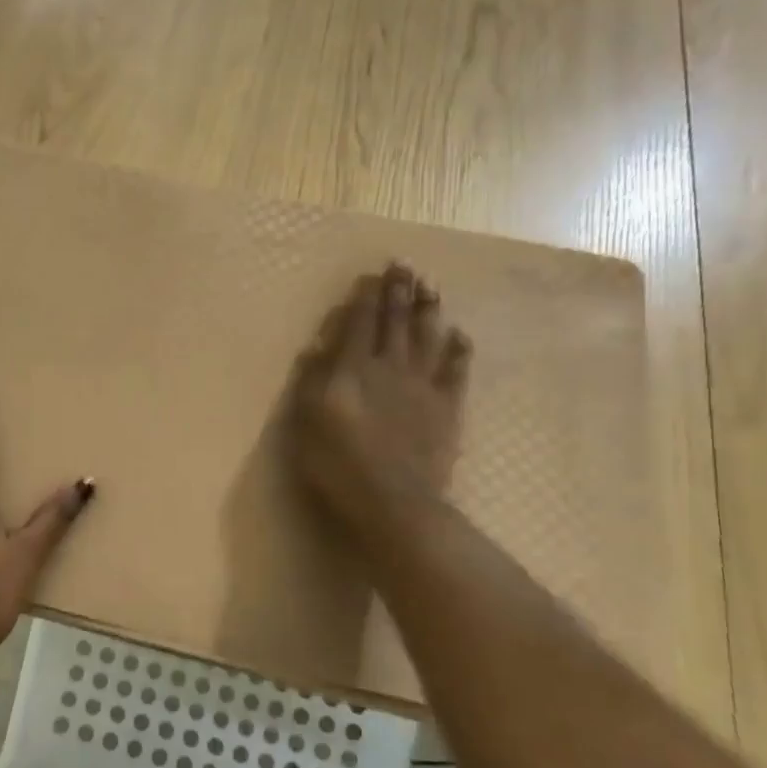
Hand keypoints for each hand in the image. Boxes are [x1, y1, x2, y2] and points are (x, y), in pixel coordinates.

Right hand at [289, 263, 471, 544]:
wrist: (393, 501)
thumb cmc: (338, 464)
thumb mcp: (307, 422)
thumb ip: (312, 382)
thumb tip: (317, 347)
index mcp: (353, 370)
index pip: (359, 324)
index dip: (366, 298)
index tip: (373, 274)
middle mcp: (390, 368)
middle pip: (395, 323)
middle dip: (399, 292)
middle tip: (404, 266)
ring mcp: (423, 387)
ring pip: (427, 338)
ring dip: (429, 310)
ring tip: (431, 286)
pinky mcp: (447, 408)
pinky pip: (456, 371)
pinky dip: (458, 350)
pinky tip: (459, 334)